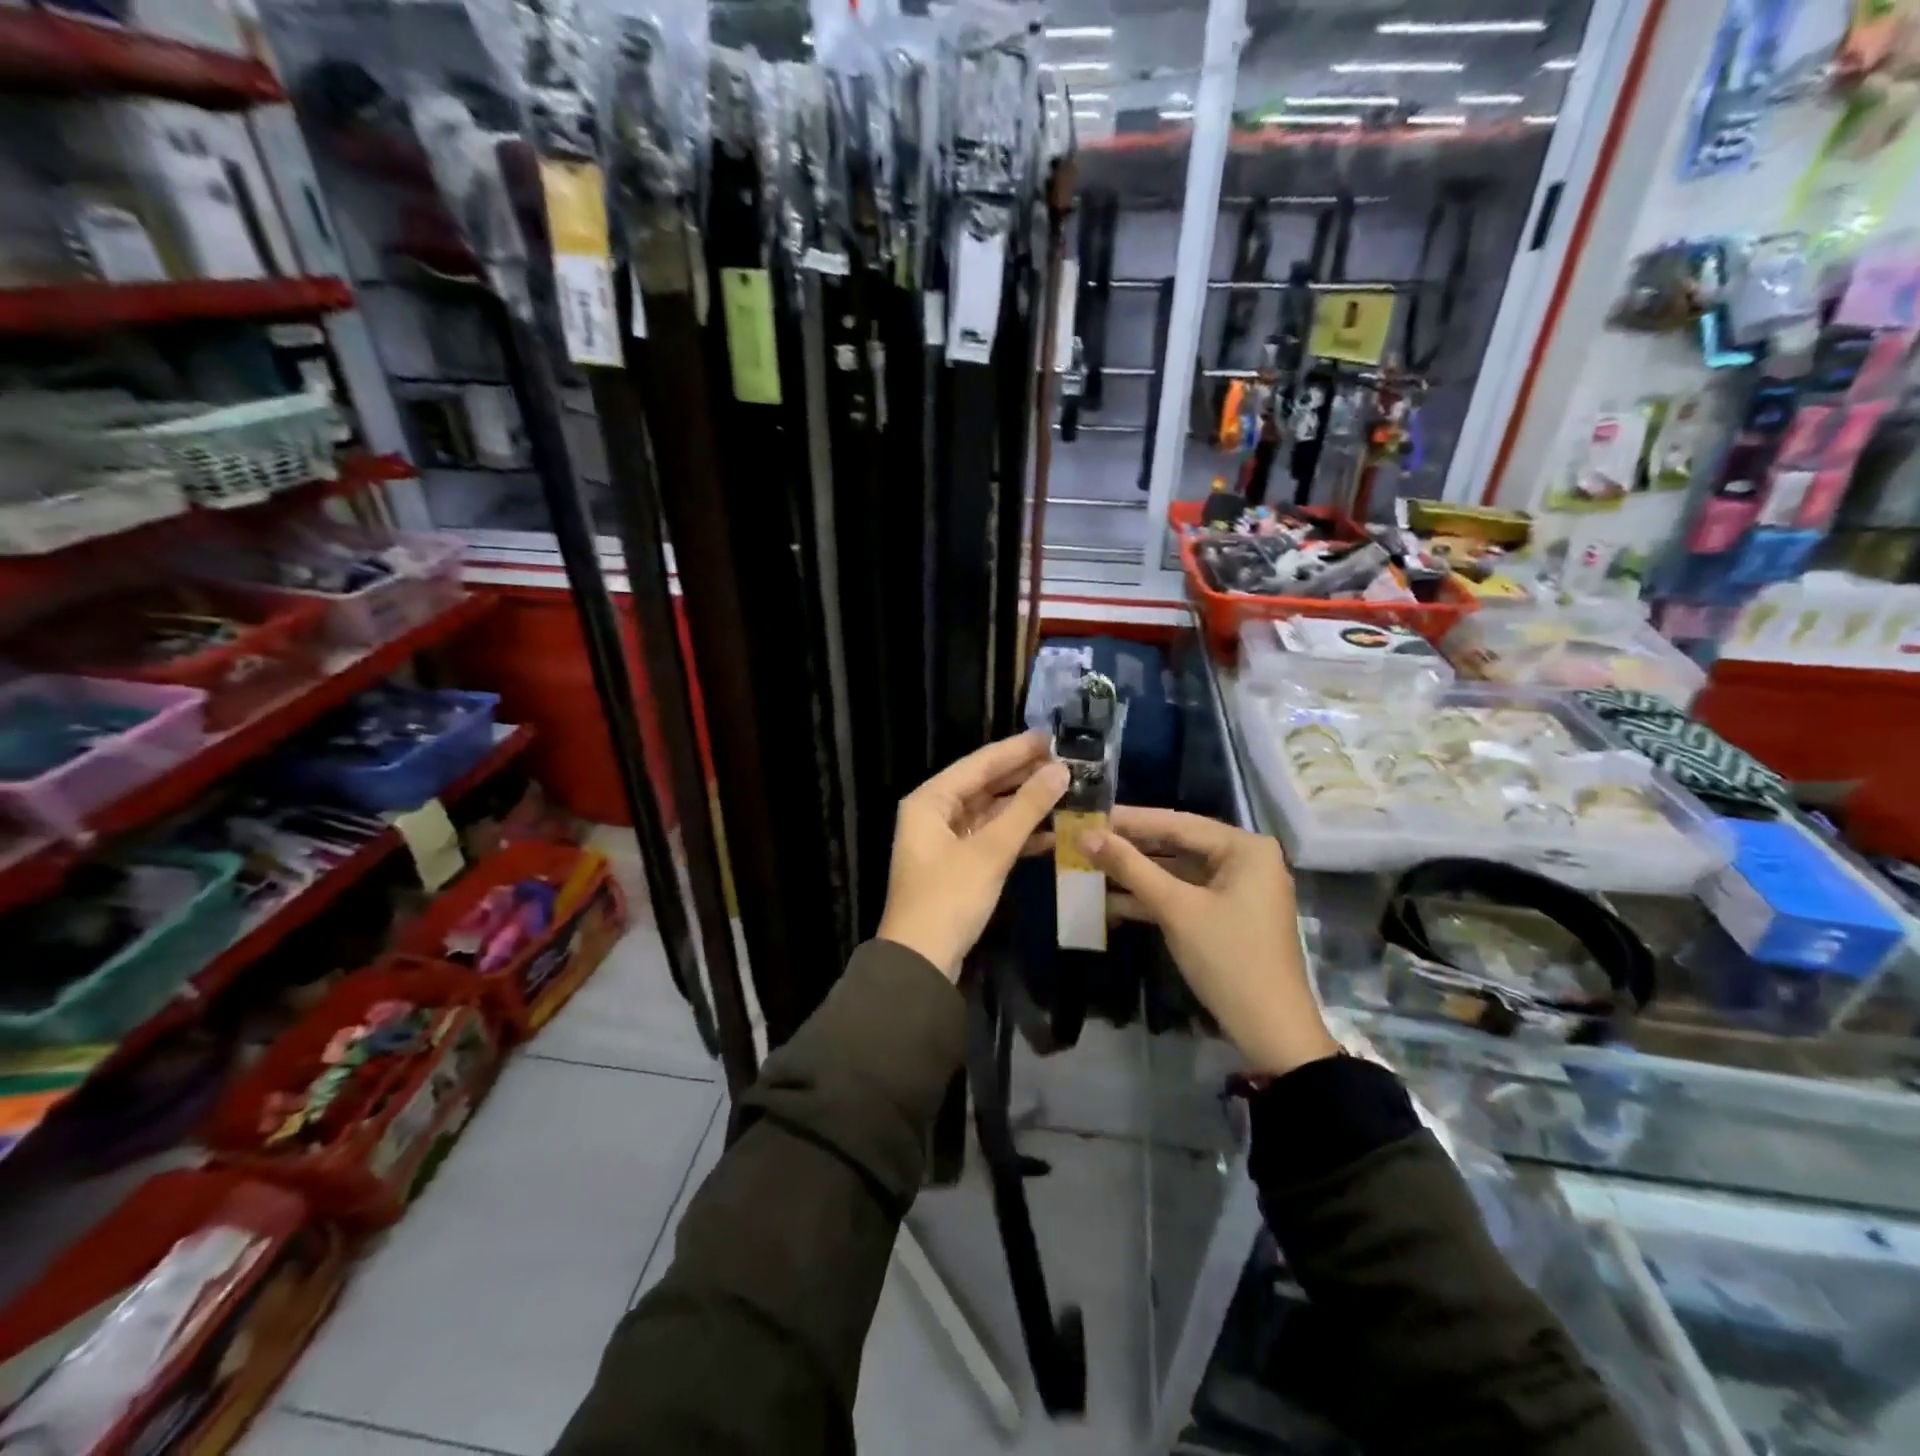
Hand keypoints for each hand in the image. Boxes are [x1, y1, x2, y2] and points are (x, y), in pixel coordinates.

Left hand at [877, 732, 1068, 980]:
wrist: (921, 963)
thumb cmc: (949, 898)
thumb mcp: (991, 850)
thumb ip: (1026, 808)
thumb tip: (1061, 770)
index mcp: (930, 800)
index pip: (979, 763)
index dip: (1017, 749)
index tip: (1053, 736)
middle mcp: (934, 813)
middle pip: (984, 785)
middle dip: (1023, 775)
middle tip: (1066, 762)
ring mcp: (945, 841)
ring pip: (990, 812)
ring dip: (1024, 805)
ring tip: (1066, 791)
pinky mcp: (958, 866)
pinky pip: (990, 838)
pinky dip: (1017, 834)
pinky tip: (1052, 832)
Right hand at [1087, 808, 1339, 1074]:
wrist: (1271, 1031)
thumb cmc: (1228, 959)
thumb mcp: (1176, 909)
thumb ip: (1130, 867)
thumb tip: (1086, 835)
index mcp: (1244, 848)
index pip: (1177, 822)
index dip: (1130, 820)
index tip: (1089, 815)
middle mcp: (1245, 859)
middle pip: (1177, 845)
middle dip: (1130, 848)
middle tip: (1085, 841)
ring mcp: (1237, 889)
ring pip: (1177, 871)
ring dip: (1136, 874)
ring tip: (1089, 868)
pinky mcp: (1226, 915)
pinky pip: (1184, 895)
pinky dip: (1152, 898)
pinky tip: (1111, 901)